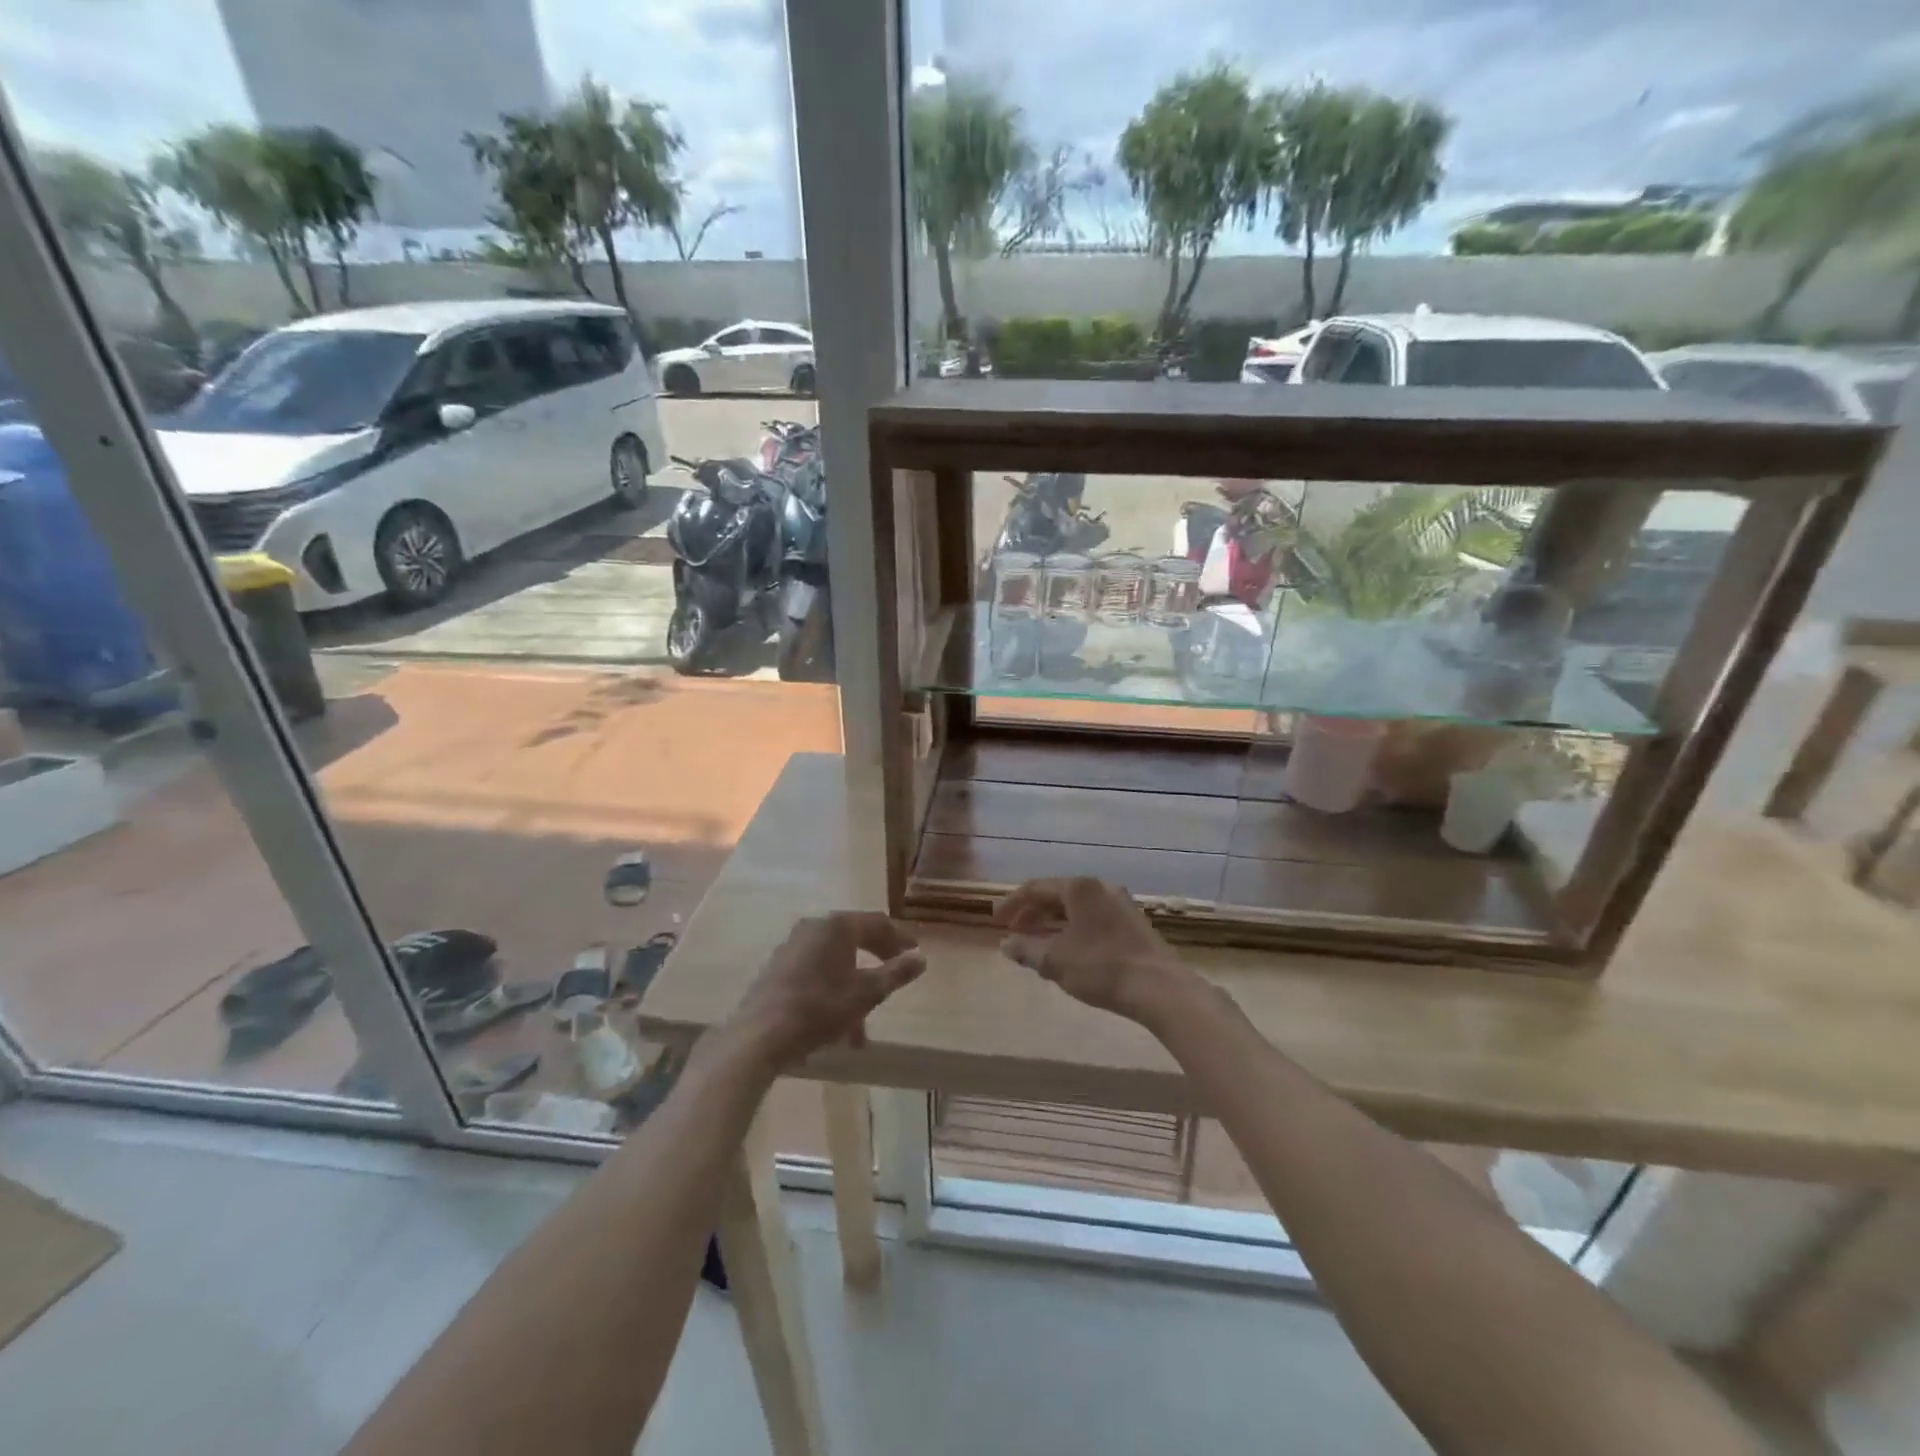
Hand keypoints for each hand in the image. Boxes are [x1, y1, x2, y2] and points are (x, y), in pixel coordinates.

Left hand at [728, 912, 924, 1071]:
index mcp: (838, 926)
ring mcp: (791, 946)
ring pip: (834, 961)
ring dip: (854, 985)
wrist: (760, 1035)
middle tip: (895, 975)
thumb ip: (896, 973)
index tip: (915, 954)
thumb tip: (921, 958)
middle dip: (877, 960)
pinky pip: (815, 972)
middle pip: (855, 938)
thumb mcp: (867, 993)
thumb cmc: (820, 1008)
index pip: (877, 923)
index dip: (899, 938)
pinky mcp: (777, 968)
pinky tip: (837, 1025)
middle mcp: (814, 927)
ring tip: (864, 1024)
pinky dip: (832, 990)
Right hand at [992, 878, 1189, 1023]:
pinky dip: (1073, 930)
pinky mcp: (1133, 923)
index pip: (1035, 888)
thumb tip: (1006, 944)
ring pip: (1077, 908)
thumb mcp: (1055, 961)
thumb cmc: (1101, 967)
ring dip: (1053, 924)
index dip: (1012, 904)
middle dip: (1033, 914)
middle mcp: (1100, 887)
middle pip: (1057, 895)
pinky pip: (1093, 919)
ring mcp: (1120, 904)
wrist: (1159, 988)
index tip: (995, 921)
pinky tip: (1069, 952)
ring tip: (1038, 945)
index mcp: (1079, 888)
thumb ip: (1026, 949)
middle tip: (1015, 933)